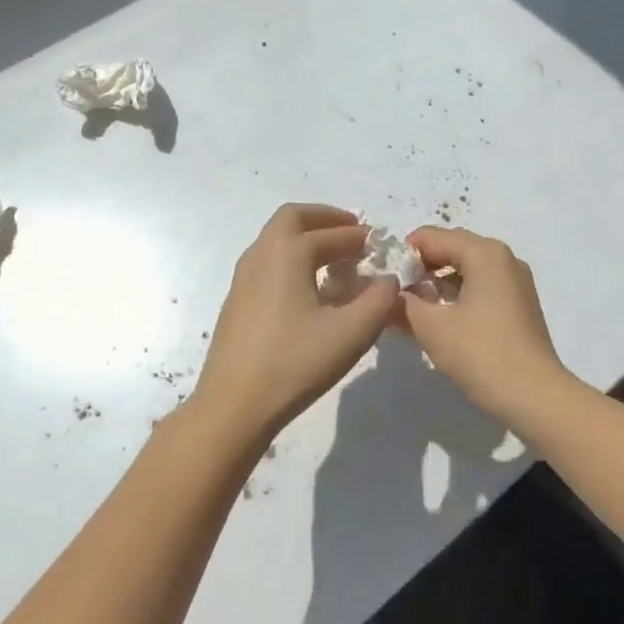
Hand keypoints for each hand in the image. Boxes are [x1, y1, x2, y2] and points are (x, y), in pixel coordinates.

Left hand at [194, 205, 399, 439]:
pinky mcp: (236, 300)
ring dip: (306, 238)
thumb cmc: (295, 363)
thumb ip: (379, 300)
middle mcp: (261, 254)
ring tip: (334, 259)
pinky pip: (267, 262)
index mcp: (288, 253)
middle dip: (325, 219)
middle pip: (293, 218)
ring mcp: (243, 277)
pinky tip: (307, 288)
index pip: (332, 233)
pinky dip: (290, 258)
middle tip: (352, 232)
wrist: (234, 405)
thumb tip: (389, 280)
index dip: (360, 236)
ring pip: (275, 240)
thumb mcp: (351, 333)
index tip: (380, 243)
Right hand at [396, 226, 578, 423]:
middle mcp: (503, 258)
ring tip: (411, 306)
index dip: (404, 253)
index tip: (382, 276)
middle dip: (421, 266)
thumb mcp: (432, 327)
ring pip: (467, 269)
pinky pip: (481, 286)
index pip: (433, 237)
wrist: (535, 396)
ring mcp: (515, 282)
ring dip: (438, 282)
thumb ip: (405, 303)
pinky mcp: (519, 305)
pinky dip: (457, 295)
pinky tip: (438, 318)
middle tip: (394, 290)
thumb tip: (392, 294)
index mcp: (484, 253)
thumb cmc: (481, 353)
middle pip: (452, 248)